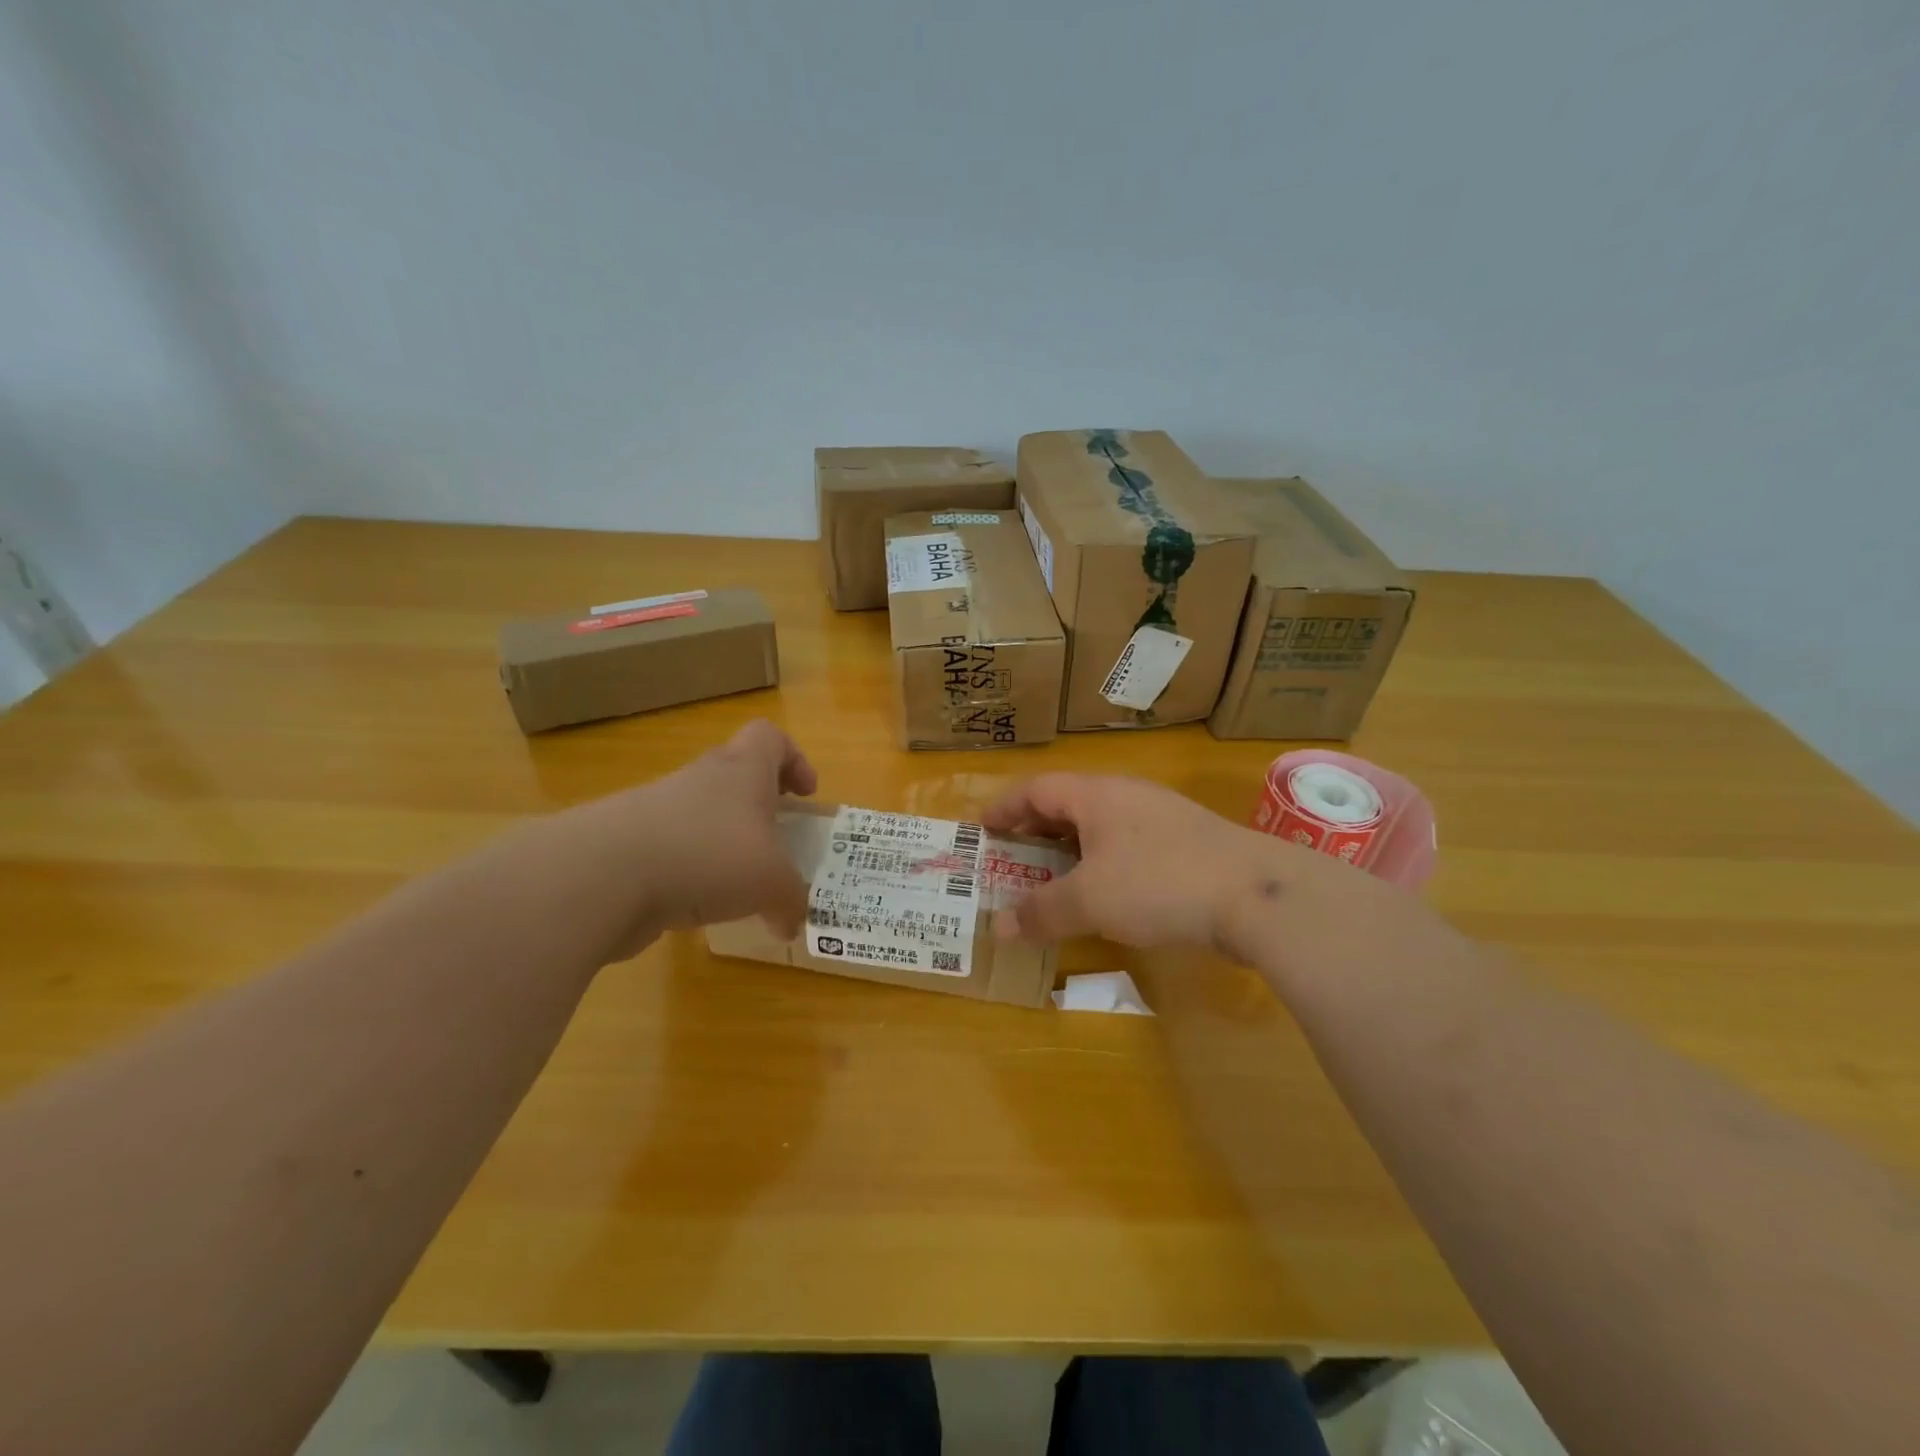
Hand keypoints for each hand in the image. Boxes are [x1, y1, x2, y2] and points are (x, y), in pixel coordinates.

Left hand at [600, 719, 817, 941]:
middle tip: (776, 841)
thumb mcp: (772, 883)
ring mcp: (657, 809)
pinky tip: (696, 906)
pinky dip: (688, 873)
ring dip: (722, 842)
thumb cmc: (708, 856)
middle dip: (758, 807)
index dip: (793, 759)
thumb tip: (792, 924)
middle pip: (735, 774)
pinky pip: (671, 851)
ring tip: (738, 886)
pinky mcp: (628, 844)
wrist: (603, 876)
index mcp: (742, 770)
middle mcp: (700, 779)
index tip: (805, 795)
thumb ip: (791, 901)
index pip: (770, 737)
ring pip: (701, 815)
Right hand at [981, 773, 1358, 956]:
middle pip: (1069, 803)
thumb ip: (1041, 911)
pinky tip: (1109, 893)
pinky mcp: (1190, 844)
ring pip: (1103, 825)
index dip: (1006, 807)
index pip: (1037, 789)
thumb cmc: (1158, 883)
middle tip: (1013, 855)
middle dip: (1037, 828)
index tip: (983, 828)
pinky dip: (1104, 863)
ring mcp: (1163, 817)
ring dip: (1072, 848)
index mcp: (1097, 795)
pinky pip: (1130, 845)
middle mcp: (1128, 795)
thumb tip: (999, 927)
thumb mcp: (1089, 900)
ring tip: (1055, 877)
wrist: (1257, 894)